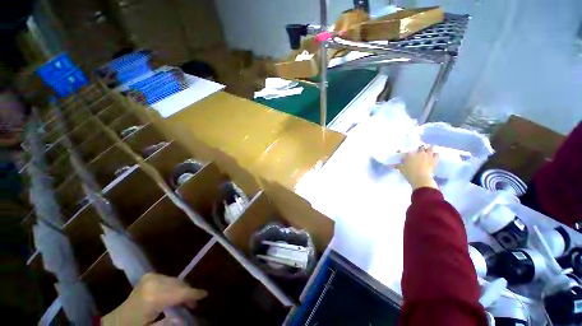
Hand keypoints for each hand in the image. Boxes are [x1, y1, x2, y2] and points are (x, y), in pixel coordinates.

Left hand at [101, 273, 206, 325]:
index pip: (180, 292)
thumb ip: (169, 323)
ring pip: (175, 280)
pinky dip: (175, 286)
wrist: (115, 321)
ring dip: (182, 289)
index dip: (193, 294)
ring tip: (186, 301)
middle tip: (194, 304)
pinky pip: (169, 279)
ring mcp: (150, 277)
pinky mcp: (149, 276)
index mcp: (152, 297)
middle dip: (188, 293)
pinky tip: (175, 294)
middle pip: (179, 284)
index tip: (205, 295)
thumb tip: (185, 318)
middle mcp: (153, 283)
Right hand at [397, 146, 438, 189]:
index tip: (402, 154)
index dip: (403, 152)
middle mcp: (419, 152)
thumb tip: (394, 164)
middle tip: (417, 153)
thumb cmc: (409, 174)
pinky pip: (436, 154)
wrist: (421, 179)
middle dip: (418, 149)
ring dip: (428, 149)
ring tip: (427, 152)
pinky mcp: (434, 160)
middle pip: (420, 147)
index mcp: (409, 154)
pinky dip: (435, 154)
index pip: (405, 151)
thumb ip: (398, 165)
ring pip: (430, 148)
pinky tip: (433, 155)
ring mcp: (427, 155)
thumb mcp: (401, 169)